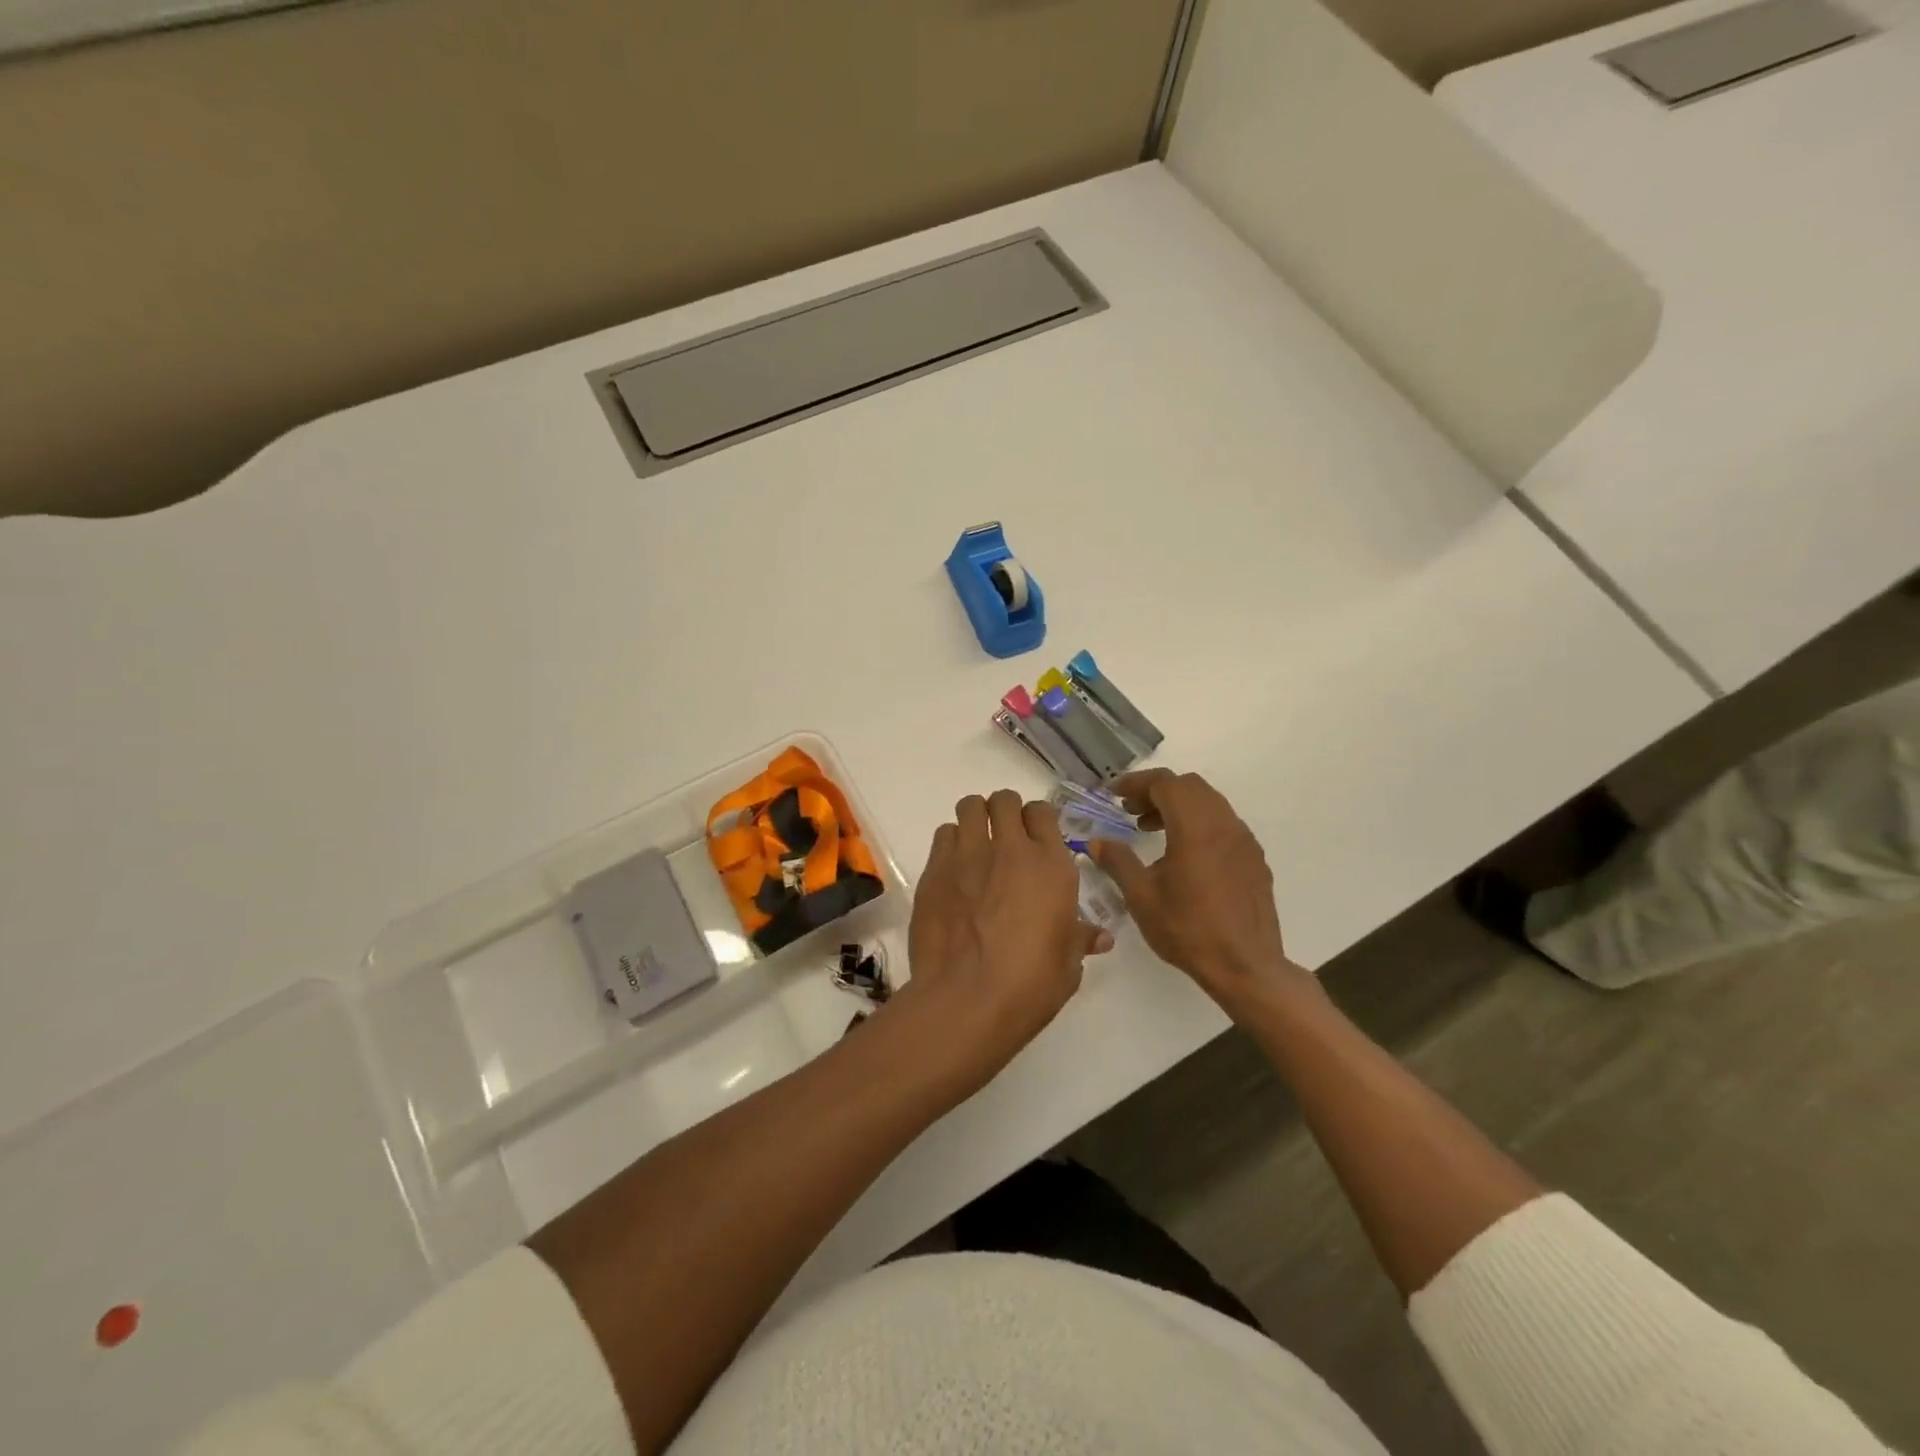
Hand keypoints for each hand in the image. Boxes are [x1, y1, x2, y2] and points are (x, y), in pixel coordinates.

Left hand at [894, 790, 1112, 1081]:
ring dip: (974, 820)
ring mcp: (968, 855)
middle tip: (1003, 838)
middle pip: (1005, 800)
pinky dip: (950, 844)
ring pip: (969, 807)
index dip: (1037, 821)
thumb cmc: (1030, 985)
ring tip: (975, 846)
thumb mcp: (1067, 965)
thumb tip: (1100, 937)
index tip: (1034, 839)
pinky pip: (943, 835)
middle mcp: (1010, 849)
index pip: (1042, 812)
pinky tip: (953, 870)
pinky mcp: (935, 870)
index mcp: (1050, 865)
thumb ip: (1080, 939)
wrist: (967, 999)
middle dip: (1004, 812)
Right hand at [1090, 769, 1307, 1011]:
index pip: (1166, 783)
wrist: (1246, 967)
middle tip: (1131, 811)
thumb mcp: (1142, 898)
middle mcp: (1224, 825)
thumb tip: (1097, 842)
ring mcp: (1244, 841)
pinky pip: (1224, 824)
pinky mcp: (1255, 859)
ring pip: (1210, 803)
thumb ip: (1118, 862)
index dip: (1137, 783)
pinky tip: (1185, 855)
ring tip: (1153, 830)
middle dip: (1157, 791)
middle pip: (1190, 786)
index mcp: (1195, 828)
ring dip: (1179, 806)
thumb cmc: (1188, 930)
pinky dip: (1200, 823)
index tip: (1115, 794)